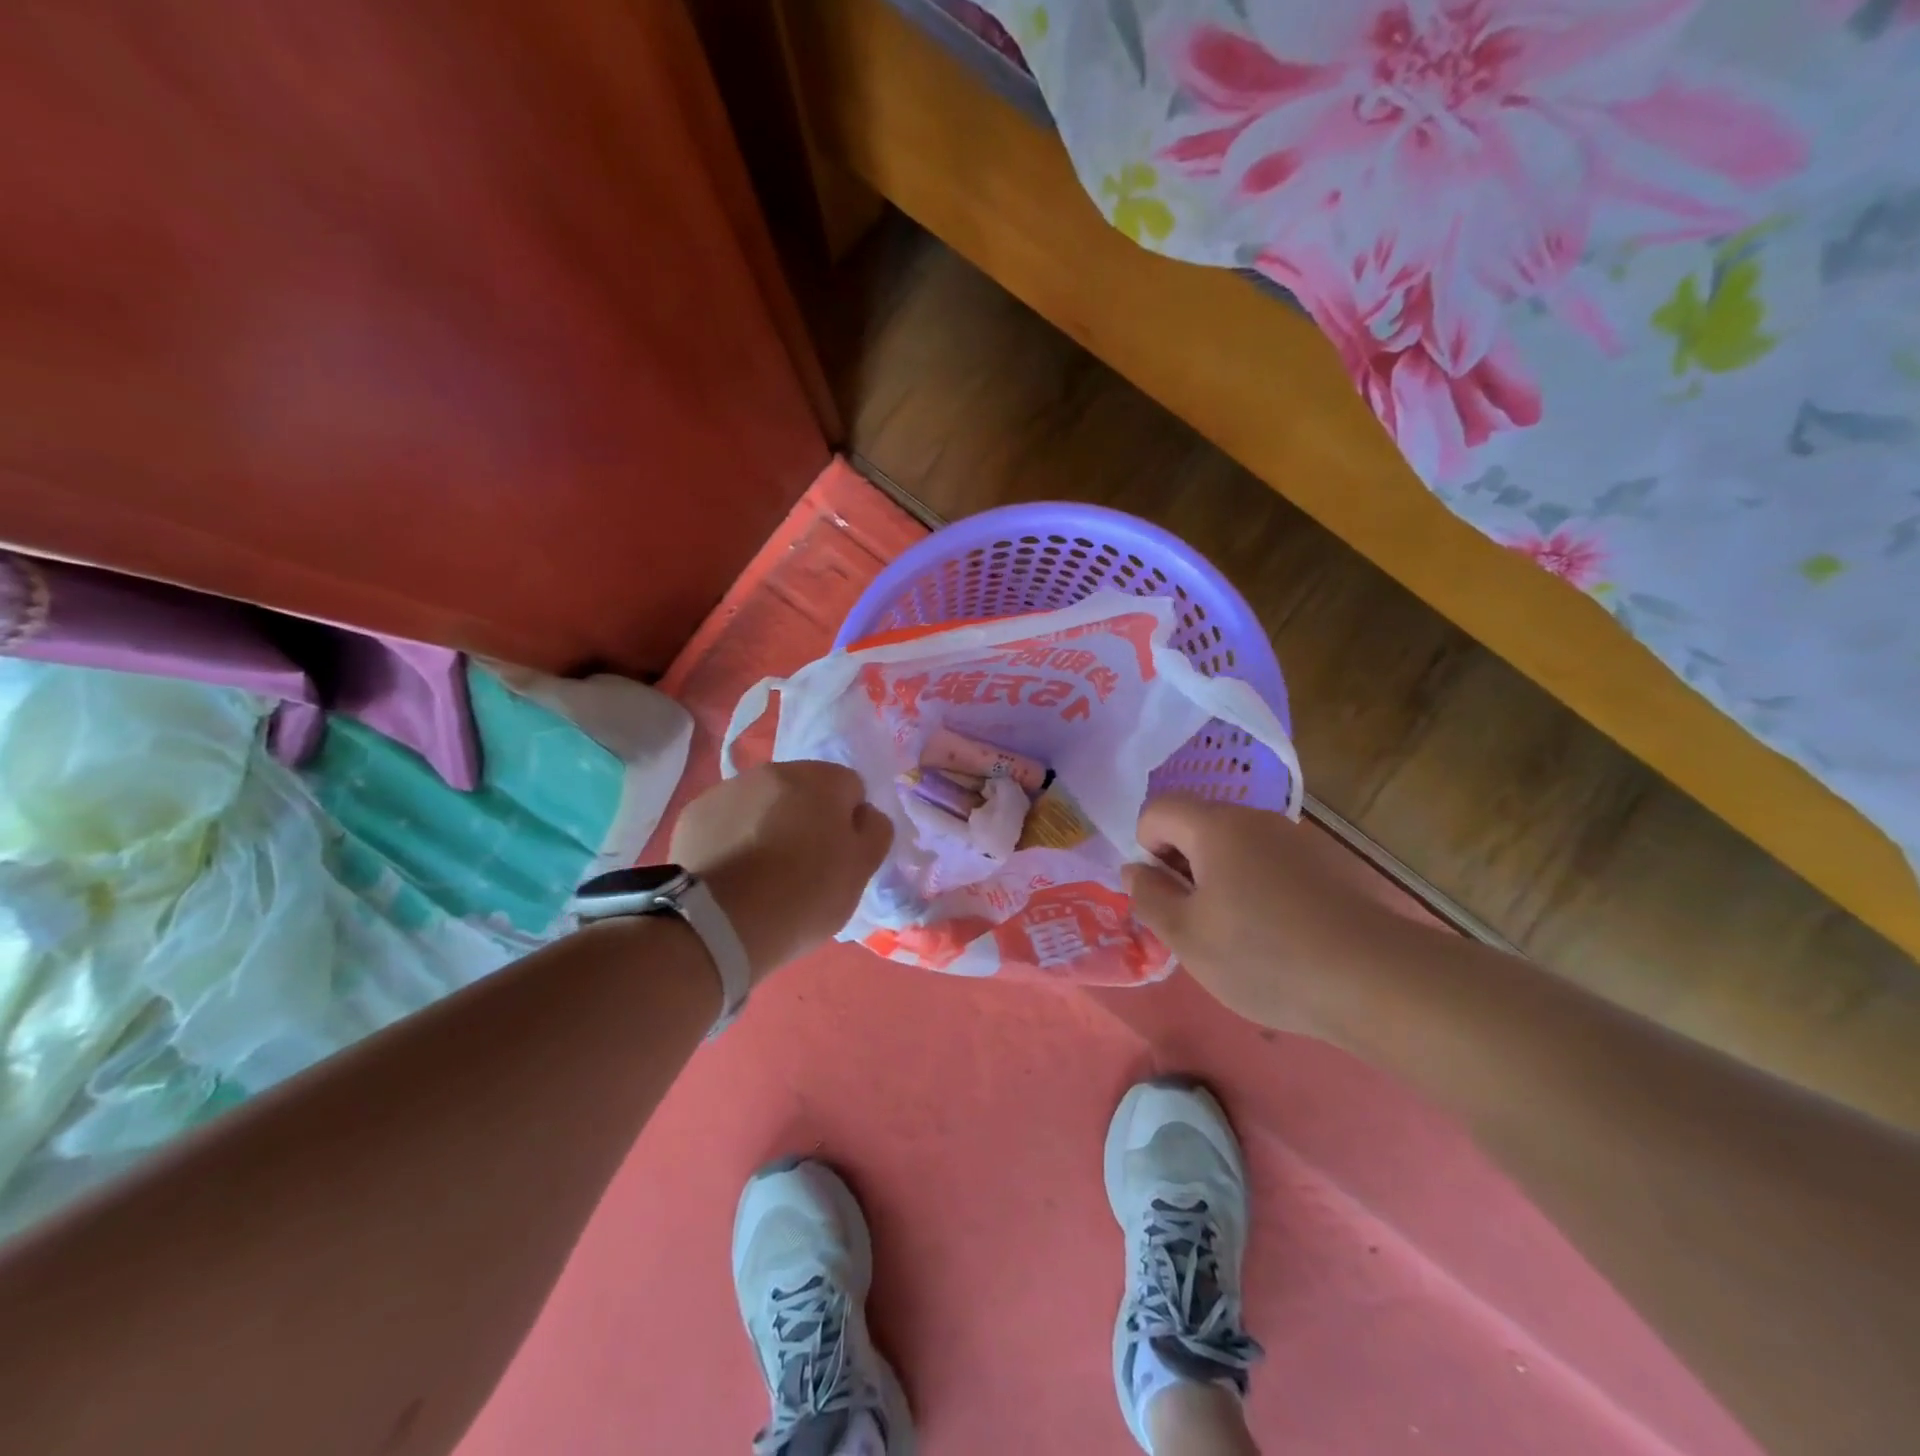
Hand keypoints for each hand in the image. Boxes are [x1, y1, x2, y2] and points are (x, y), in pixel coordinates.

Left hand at [669, 761, 893, 983]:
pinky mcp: (694, 814)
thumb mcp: (862, 869)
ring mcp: (729, 789)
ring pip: (762, 803)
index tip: (840, 856)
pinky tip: (733, 873)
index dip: (849, 822)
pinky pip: (727, 821)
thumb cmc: (805, 894)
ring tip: (763, 872)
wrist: (721, 923)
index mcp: (822, 779)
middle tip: (804, 865)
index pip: (850, 787)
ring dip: (768, 825)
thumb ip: (874, 831)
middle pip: (803, 790)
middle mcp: (774, 771)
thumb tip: (863, 814)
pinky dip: (733, 838)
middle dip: (807, 818)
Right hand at [1123, 794, 1395, 1038]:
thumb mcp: (1186, 936)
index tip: (1165, 895)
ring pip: (1235, 847)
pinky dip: (1255, 888)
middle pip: (1197, 825)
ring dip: (1218, 880)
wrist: (1376, 980)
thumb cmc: (1264, 955)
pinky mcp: (1326, 865)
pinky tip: (1276, 936)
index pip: (1158, 810)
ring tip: (1235, 935)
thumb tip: (1134, 870)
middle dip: (1182, 866)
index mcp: (1216, 826)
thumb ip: (1149, 897)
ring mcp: (1296, 840)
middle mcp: (1256, 819)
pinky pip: (1269, 864)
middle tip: (1194, 921)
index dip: (1145, 848)